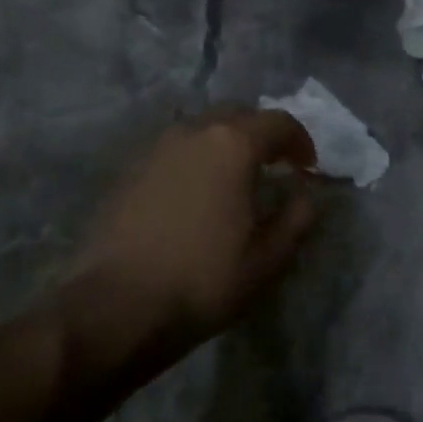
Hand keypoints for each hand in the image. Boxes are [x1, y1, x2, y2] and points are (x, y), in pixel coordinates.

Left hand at [57, 109, 318, 376]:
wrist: (114, 306)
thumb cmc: (202, 280)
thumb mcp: (267, 259)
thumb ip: (296, 218)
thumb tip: (305, 195)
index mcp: (232, 145)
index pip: (278, 122)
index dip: (300, 141)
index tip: (308, 168)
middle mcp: (193, 132)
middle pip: (237, 114)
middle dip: (261, 134)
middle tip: (274, 166)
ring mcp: (155, 149)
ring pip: (201, 129)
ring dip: (225, 144)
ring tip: (234, 180)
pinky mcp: (128, 171)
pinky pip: (174, 151)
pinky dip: (195, 160)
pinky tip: (196, 195)